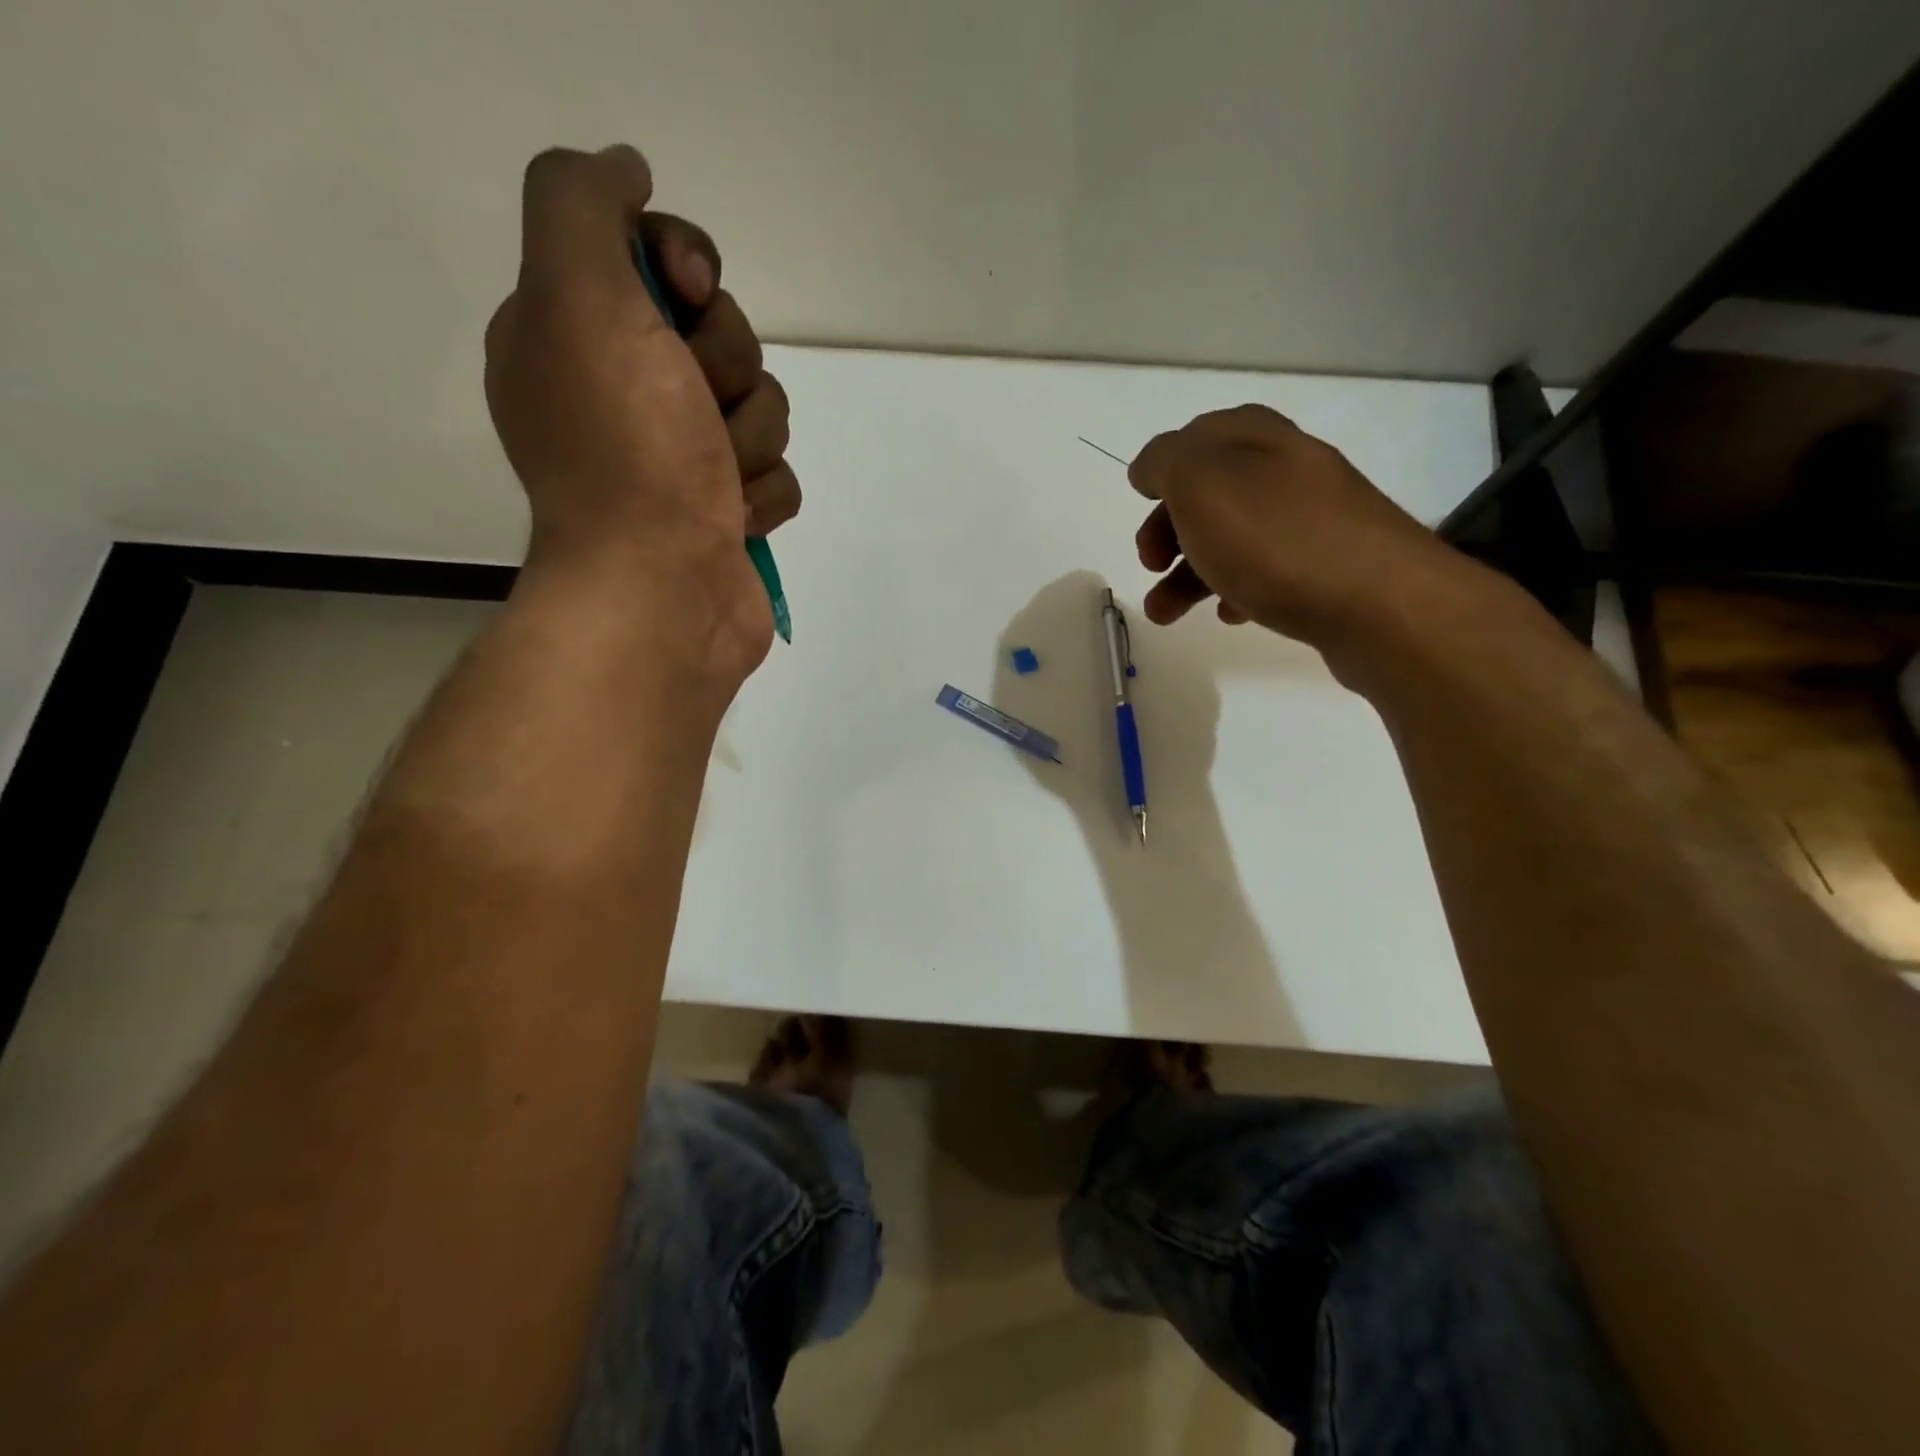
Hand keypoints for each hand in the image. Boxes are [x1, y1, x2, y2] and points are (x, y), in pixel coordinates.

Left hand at [484, 145, 799, 668]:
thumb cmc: (625, 453)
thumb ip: (581, 204)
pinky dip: (762, 496)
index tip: (687, 298)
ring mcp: (682, 459)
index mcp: (577, 336)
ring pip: (761, 407)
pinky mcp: (727, 512)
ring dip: (750, 440)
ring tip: (715, 483)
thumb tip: (624, 170)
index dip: (688, 266)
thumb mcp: (577, 299)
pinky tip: (732, 522)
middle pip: (724, 335)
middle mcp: (627, 393)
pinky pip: (777, 474)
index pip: (657, 255)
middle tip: (695, 412)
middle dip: (727, 369)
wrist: (662, 593)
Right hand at [1129, 404, 1489, 658]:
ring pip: (1234, 539)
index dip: (1165, 466)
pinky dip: (1236, 591)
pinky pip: (1267, 573)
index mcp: (1260, 440)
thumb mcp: (1203, 485)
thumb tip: (1151, 467)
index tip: (1140, 501)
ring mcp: (1314, 522)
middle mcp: (1289, 471)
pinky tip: (1230, 615)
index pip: (1201, 435)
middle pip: (1213, 493)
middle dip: (1170, 528)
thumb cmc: (1278, 541)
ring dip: (1190, 573)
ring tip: (1165, 614)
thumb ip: (1167, 463)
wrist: (1381, 606)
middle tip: (1150, 563)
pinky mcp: (1328, 569)